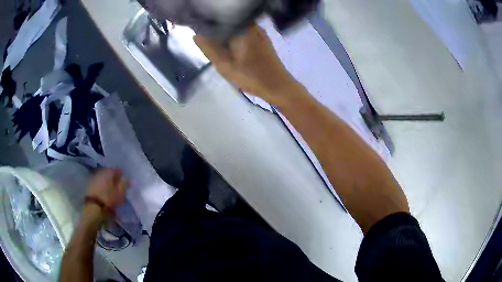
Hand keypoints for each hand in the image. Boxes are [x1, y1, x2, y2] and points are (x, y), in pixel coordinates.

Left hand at [86, 168, 126, 214]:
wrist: (94, 207)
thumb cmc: (109, 198)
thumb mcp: (121, 193)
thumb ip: (125, 185)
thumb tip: (131, 179)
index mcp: (109, 171)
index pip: (117, 169)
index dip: (121, 175)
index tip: (125, 180)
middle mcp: (101, 171)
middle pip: (109, 173)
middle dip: (113, 178)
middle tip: (118, 185)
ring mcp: (94, 177)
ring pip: (103, 177)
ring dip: (107, 182)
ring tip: (111, 189)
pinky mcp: (90, 185)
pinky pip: (98, 182)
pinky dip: (102, 185)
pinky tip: (105, 191)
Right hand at [195, 25, 294, 103]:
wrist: (279, 87)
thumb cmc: (252, 77)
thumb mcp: (225, 65)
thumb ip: (209, 49)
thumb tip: (196, 35)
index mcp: (242, 28)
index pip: (219, 21)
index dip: (207, 28)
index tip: (199, 37)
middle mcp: (251, 25)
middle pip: (227, 25)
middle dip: (216, 34)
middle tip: (208, 47)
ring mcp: (258, 32)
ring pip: (235, 30)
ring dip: (225, 38)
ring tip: (218, 49)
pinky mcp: (262, 39)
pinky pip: (243, 35)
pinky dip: (234, 41)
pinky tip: (231, 51)